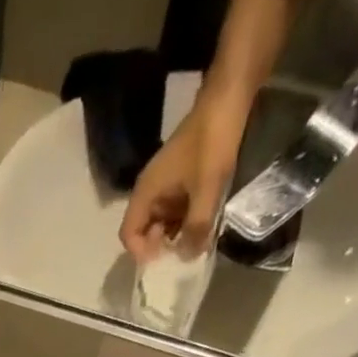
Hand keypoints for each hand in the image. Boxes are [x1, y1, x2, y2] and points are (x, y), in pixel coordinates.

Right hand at [120, 89, 248, 261]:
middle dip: (160, 247)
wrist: (228, 98)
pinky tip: (203, 226)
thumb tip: (188, 258)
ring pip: (161, 224)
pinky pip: (175, 211)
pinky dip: (185, 222)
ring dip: (175, 236)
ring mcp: (165, 187)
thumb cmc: (211, 142)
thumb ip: (196, 227)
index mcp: (146, 194)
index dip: (142, 252)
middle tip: (183, 251)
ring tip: (196, 242)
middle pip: (144, 232)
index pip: (128, 235)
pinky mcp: (180, 182)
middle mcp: (150, 193)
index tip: (164, 257)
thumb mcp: (206, 189)